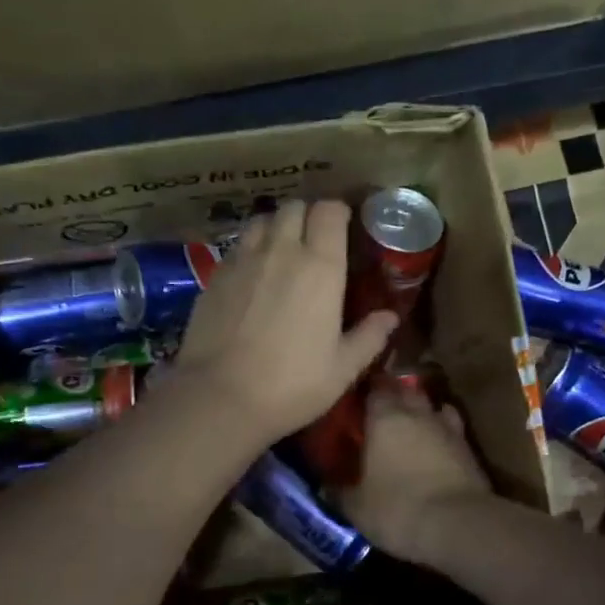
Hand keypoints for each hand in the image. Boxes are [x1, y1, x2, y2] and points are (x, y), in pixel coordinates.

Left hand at [169, 200, 397, 447]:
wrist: (219, 397)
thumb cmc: (291, 384)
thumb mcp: (342, 369)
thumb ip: (369, 337)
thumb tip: (390, 317)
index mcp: (320, 267)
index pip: (329, 211)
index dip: (337, 212)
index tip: (344, 226)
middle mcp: (281, 251)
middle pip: (293, 207)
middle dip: (307, 215)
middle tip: (314, 239)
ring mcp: (242, 260)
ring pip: (261, 221)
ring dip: (275, 227)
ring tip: (281, 251)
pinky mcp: (214, 276)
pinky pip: (237, 246)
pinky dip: (249, 249)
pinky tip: (252, 276)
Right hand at [339, 386, 495, 563]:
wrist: (458, 525)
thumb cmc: (397, 508)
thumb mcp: (356, 506)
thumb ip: (340, 491)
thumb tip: (327, 487)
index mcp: (384, 417)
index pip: (374, 388)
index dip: (366, 391)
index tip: (357, 400)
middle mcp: (417, 413)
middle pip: (407, 391)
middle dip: (396, 396)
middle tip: (382, 412)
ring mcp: (448, 428)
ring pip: (433, 407)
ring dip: (423, 413)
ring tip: (411, 426)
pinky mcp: (470, 448)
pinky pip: (452, 430)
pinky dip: (443, 434)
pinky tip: (436, 447)